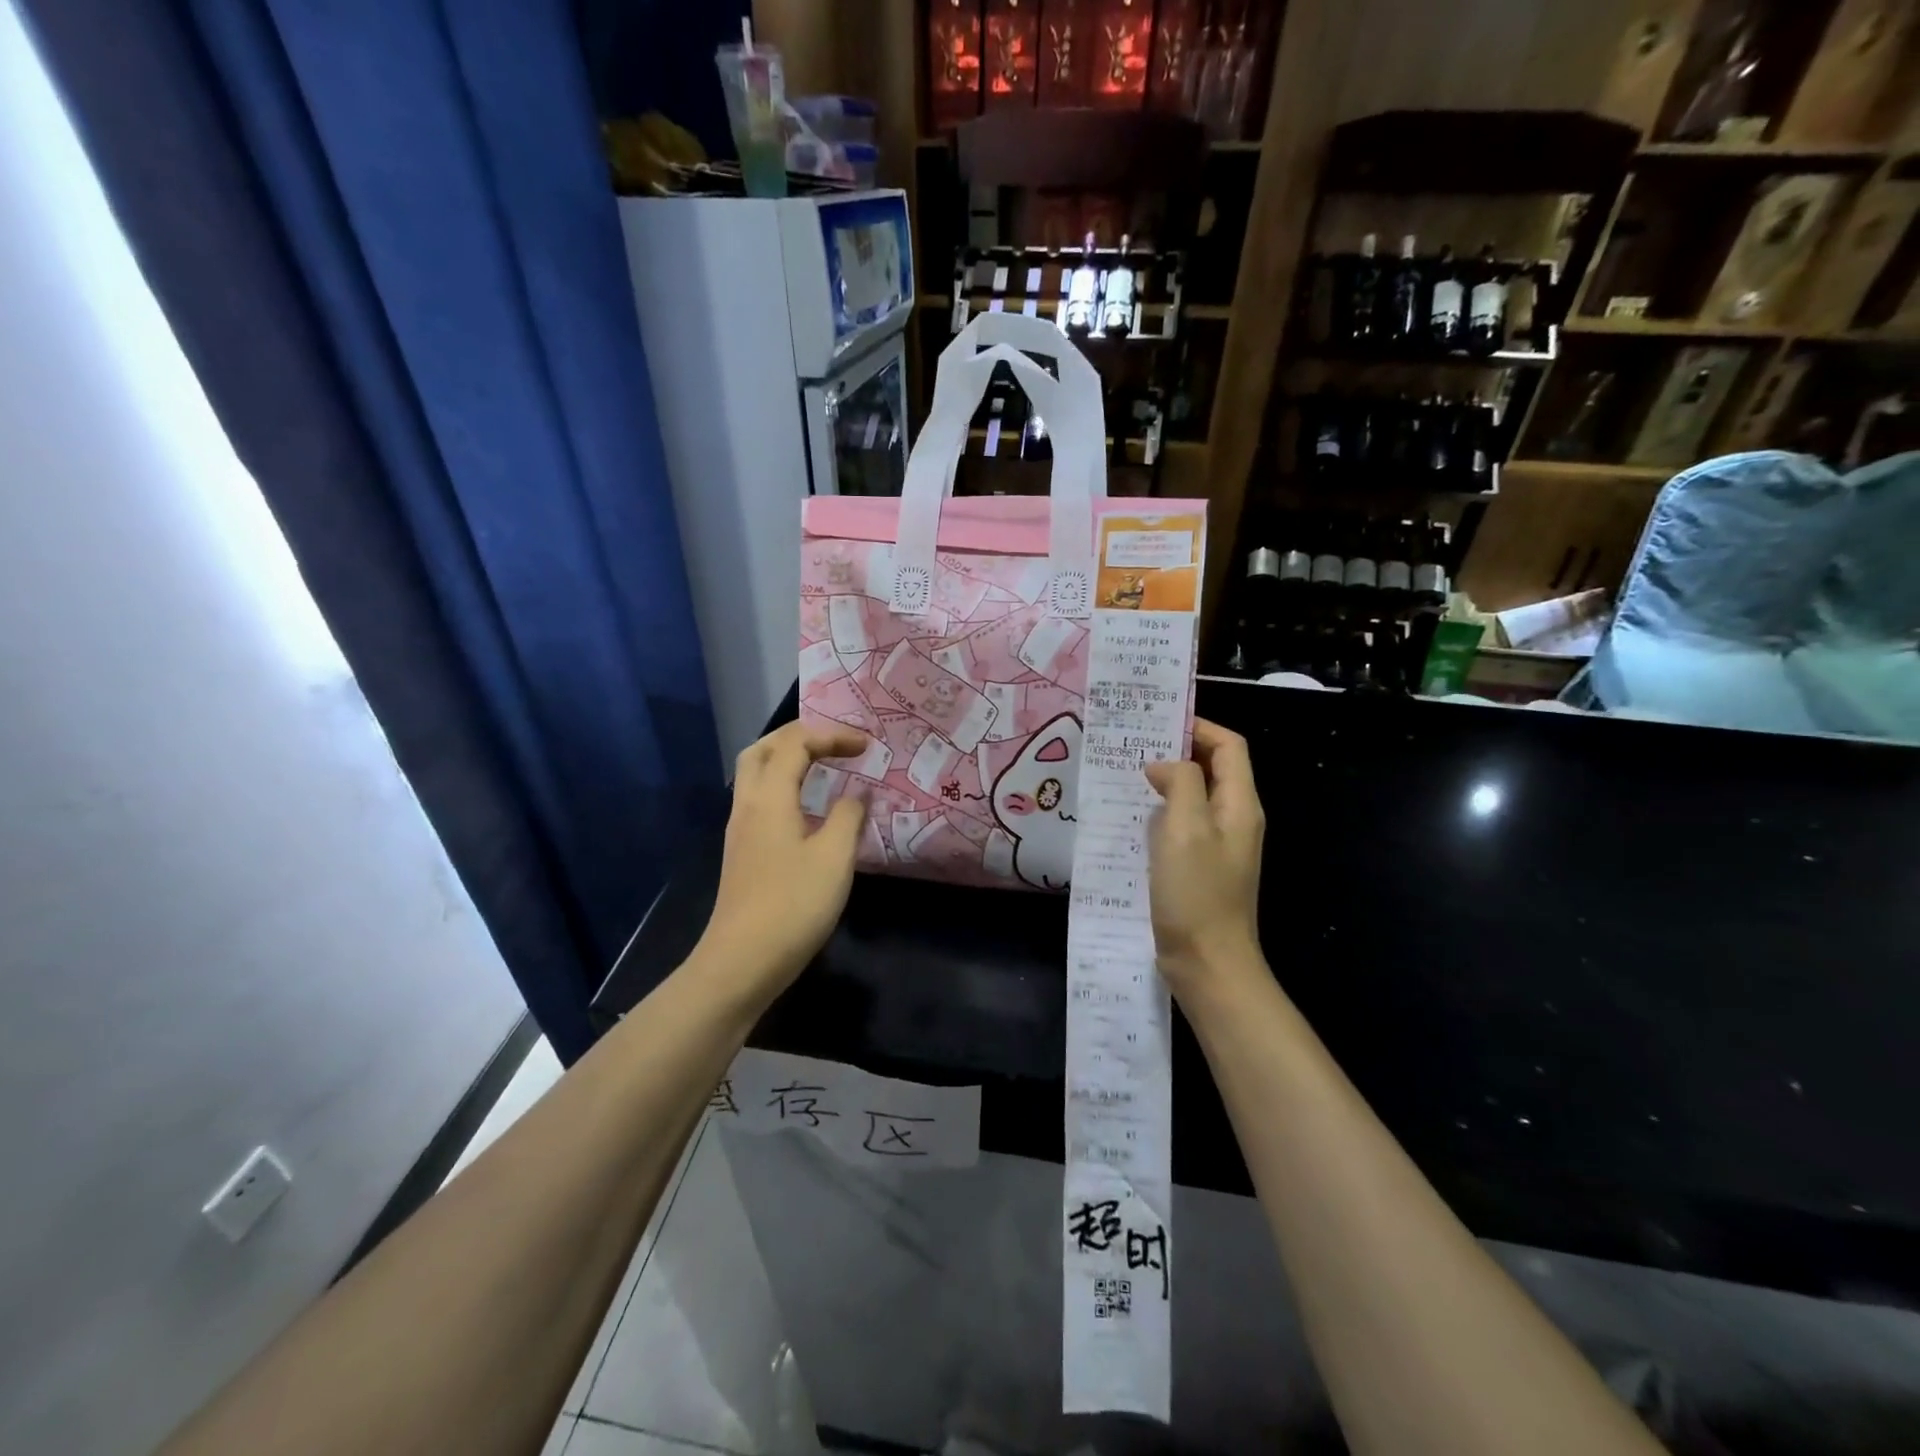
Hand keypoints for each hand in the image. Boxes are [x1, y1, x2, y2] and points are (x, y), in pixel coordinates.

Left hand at [696, 721, 867, 994]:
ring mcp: (740, 829)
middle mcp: (748, 805)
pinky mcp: (742, 851)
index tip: (866, 746)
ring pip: (756, 774)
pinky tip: (808, 807)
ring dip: (788, 759)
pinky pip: (760, 798)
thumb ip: (848, 817)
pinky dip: (784, 785)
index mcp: (769, 798)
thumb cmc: (793, 905)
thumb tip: (857, 793)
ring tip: (824, 765)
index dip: (832, 736)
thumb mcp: (834, 858)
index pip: (795, 744)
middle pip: (763, 749)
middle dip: (800, 736)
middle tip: (835, 742)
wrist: (742, 962)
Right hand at [1142, 720, 1266, 1000]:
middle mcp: (1234, 819)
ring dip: (1165, 782)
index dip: (1199, 727)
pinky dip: (1160, 812)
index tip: (1157, 722)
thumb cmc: (1197, 893)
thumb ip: (1179, 783)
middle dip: (1177, 751)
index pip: (1229, 746)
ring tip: (1125, 775)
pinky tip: (1131, 818)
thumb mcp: (1185, 829)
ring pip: (1194, 797)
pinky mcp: (1200, 867)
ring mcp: (1218, 846)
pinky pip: (1182, 825)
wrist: (1208, 963)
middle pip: (1213, 768)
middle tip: (1133, 745)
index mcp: (1239, 804)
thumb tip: (1164, 764)